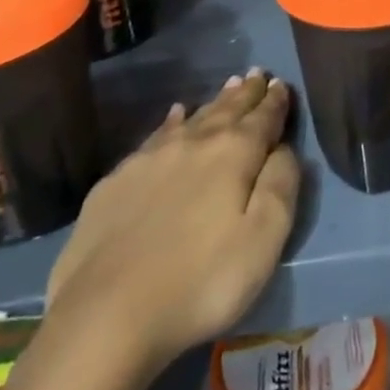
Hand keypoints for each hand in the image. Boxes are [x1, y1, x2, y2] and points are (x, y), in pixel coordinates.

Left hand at [45, 70, 299, 376]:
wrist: (105, 314)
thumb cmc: (200, 283)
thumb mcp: (263, 241)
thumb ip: (281, 186)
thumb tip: (284, 148)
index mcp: (234, 154)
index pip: (263, 118)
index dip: (276, 102)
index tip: (283, 84)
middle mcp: (194, 142)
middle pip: (228, 109)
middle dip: (247, 93)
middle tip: (259, 74)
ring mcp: (152, 158)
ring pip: (193, 117)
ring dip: (215, 102)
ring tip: (229, 85)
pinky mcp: (118, 180)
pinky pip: (156, 135)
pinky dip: (172, 121)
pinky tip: (174, 116)